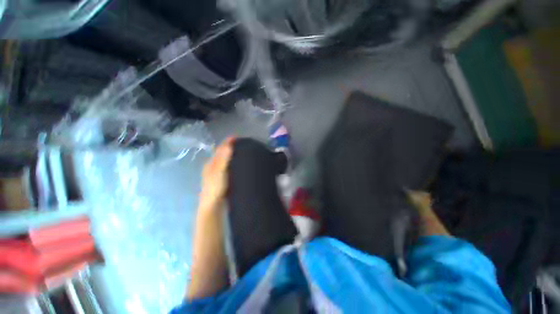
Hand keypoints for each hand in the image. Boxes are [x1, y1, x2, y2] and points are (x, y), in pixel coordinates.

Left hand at [199, 137, 234, 210]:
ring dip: (231, 155)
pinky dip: (232, 162)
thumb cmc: (215, 187)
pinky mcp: (222, 179)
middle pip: (222, 154)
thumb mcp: (219, 171)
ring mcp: (217, 174)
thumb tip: (229, 144)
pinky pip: (228, 167)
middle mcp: (213, 167)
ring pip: (225, 161)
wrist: (213, 205)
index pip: (220, 149)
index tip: (237, 137)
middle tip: (241, 144)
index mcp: (211, 163)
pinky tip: (238, 164)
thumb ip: (223, 158)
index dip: (227, 142)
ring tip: (242, 151)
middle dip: (230, 147)